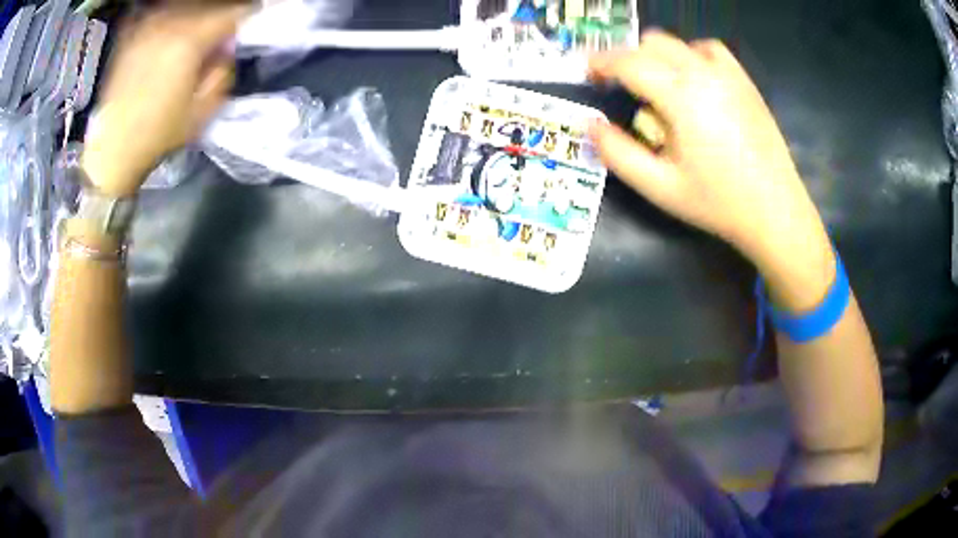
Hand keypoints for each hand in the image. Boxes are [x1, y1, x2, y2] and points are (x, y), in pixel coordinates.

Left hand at [81, 5, 248, 196]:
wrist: (110, 149)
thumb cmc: (157, 135)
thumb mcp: (202, 112)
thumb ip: (222, 72)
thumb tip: (226, 48)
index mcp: (189, 42)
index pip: (232, 13)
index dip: (249, 14)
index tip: (256, 17)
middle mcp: (168, 25)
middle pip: (208, 3)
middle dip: (223, 11)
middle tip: (227, 26)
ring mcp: (147, 27)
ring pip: (183, 4)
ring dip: (198, 10)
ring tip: (201, 28)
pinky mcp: (131, 36)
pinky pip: (159, 12)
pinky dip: (171, 14)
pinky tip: (173, 28)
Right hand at [588, 31, 833, 309]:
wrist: (776, 211)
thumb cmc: (718, 202)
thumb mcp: (659, 187)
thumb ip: (617, 154)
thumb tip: (591, 124)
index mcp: (680, 95)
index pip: (628, 62)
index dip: (600, 63)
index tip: (588, 74)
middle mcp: (703, 72)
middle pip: (652, 44)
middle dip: (628, 58)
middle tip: (621, 86)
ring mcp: (728, 74)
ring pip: (679, 43)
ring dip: (659, 57)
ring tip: (658, 86)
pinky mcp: (745, 82)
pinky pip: (710, 50)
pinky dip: (691, 56)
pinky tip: (694, 81)